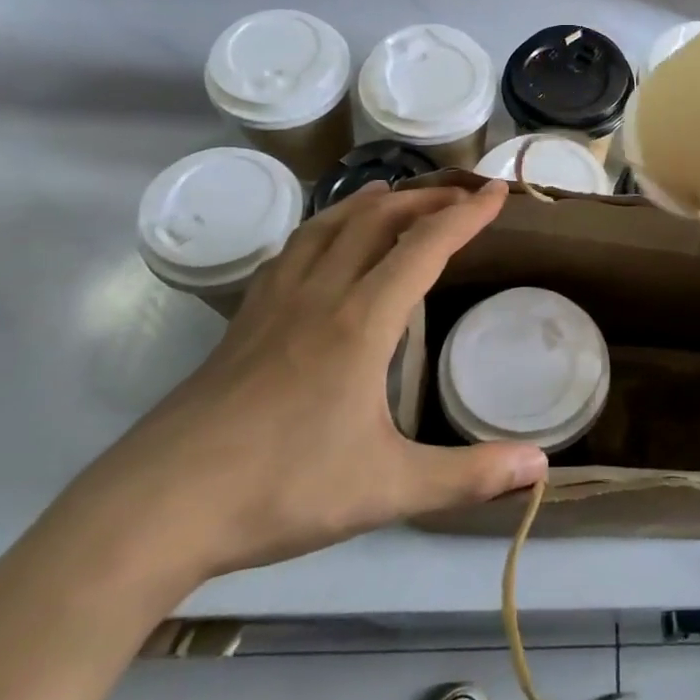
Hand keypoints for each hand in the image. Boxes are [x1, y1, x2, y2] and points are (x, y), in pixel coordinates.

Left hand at [67, 179, 544, 580]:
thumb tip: (542, 468)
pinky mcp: (242, 323)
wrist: (157, 508)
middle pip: (376, 221)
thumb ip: (469, 477)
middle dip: (424, 199)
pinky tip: (320, 244)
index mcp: (362, 322)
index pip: (425, 247)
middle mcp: (320, 296)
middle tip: (459, 194)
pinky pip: (290, 253)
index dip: (466, 215)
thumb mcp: (388, 489)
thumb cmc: (281, 490)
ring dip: (368, 203)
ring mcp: (274, 305)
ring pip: (326, 227)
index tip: (497, 192)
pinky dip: (320, 229)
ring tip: (392, 194)